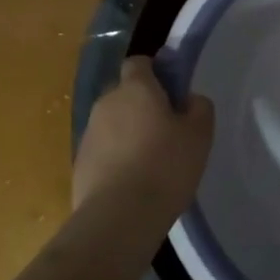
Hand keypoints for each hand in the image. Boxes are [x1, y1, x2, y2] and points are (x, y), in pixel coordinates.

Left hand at [73, 57, 214, 227]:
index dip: (155, 72)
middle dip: (142, 105)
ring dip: (128, 133)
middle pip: (124, 93)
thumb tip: (189, 99)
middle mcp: (106, 103)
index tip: (172, 92)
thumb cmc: (165, 166)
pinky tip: (133, 182)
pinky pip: (103, 151)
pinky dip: (116, 159)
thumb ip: (199, 107)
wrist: (119, 216)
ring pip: (112, 123)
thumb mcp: (200, 134)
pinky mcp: (79, 164)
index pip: (139, 63)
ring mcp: (88, 134)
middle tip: (167, 130)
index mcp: (136, 88)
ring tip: (151, 162)